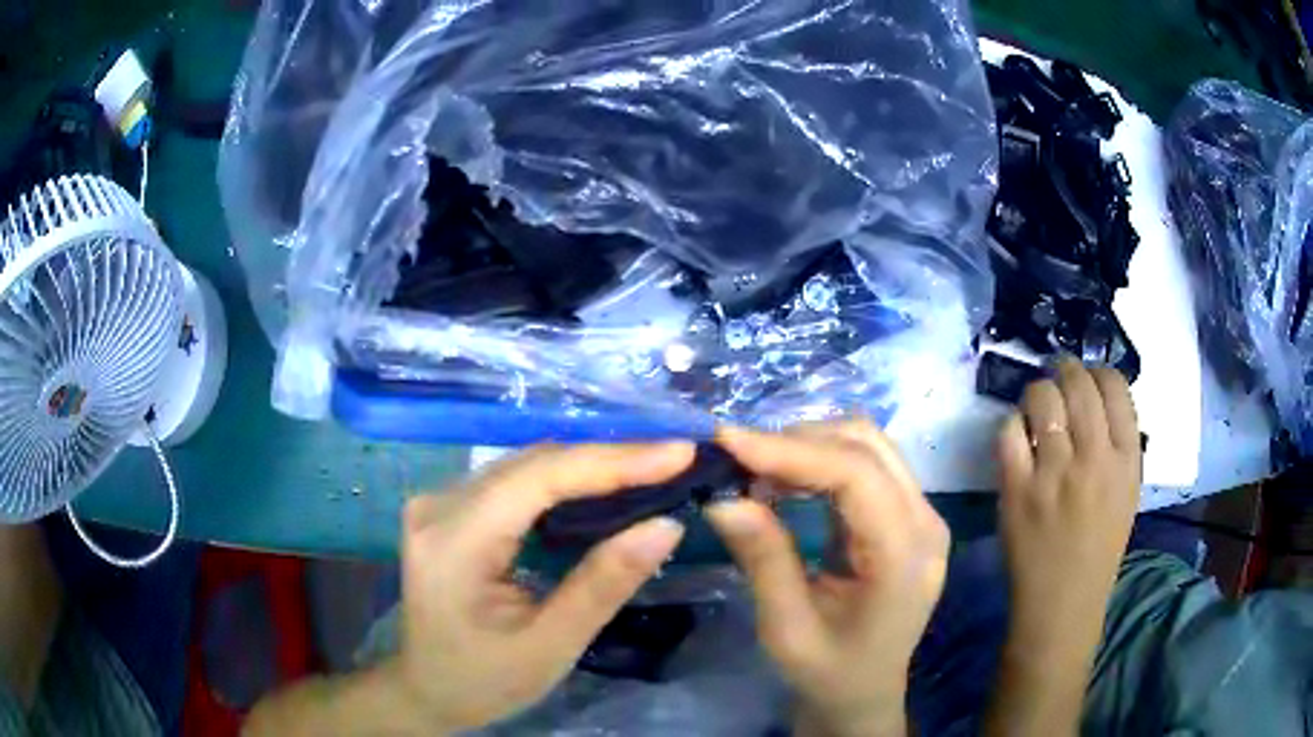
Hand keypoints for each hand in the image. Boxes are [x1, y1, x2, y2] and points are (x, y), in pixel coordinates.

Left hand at [394, 442, 693, 730]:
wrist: (427, 690)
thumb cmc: (484, 680)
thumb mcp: (550, 645)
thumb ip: (604, 584)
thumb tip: (666, 525)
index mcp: (454, 541)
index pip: (540, 478)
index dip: (613, 461)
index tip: (679, 453)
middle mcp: (439, 505)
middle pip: (533, 464)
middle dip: (609, 460)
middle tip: (676, 461)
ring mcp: (439, 502)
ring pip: (526, 466)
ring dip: (590, 466)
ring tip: (652, 469)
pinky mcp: (449, 508)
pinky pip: (516, 481)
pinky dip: (565, 482)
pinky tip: (602, 489)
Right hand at [705, 420, 949, 736]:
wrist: (864, 693)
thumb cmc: (828, 673)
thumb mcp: (787, 629)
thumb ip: (763, 559)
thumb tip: (720, 497)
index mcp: (904, 558)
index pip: (857, 476)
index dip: (792, 450)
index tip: (728, 442)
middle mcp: (924, 523)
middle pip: (867, 446)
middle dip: (796, 440)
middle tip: (735, 458)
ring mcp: (921, 514)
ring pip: (867, 445)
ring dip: (807, 444)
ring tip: (753, 467)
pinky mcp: (906, 514)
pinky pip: (864, 465)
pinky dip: (818, 459)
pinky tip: (782, 478)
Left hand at [995, 359, 1140, 653]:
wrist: (1062, 604)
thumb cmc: (1099, 551)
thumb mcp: (1126, 493)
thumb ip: (1118, 446)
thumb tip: (1095, 396)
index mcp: (1127, 461)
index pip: (1115, 387)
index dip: (1098, 371)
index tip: (1087, 375)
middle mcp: (1094, 459)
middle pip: (1078, 384)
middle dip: (1066, 369)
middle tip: (1059, 374)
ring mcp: (1054, 474)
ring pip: (1042, 398)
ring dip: (1038, 393)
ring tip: (1038, 405)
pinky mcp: (1017, 490)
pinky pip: (1009, 431)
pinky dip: (1012, 425)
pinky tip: (1019, 436)